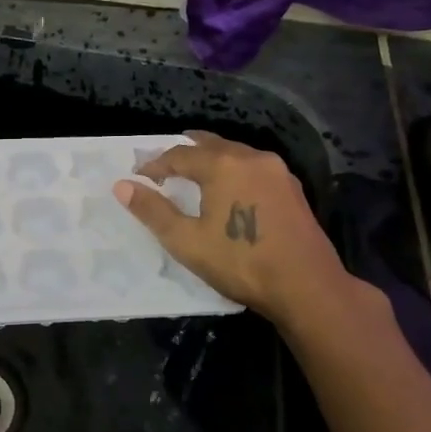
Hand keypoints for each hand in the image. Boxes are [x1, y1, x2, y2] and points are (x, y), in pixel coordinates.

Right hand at [114, 131, 368, 335]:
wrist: (308, 287)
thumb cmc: (242, 263)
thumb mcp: (187, 241)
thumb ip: (153, 211)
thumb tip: (122, 186)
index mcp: (222, 165)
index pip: (178, 155)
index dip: (155, 164)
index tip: (138, 177)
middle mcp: (250, 157)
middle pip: (209, 144)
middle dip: (183, 153)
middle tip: (164, 166)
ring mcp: (276, 170)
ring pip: (234, 152)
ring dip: (211, 159)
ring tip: (194, 175)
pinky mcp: (292, 188)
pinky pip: (253, 166)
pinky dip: (234, 169)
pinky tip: (231, 189)